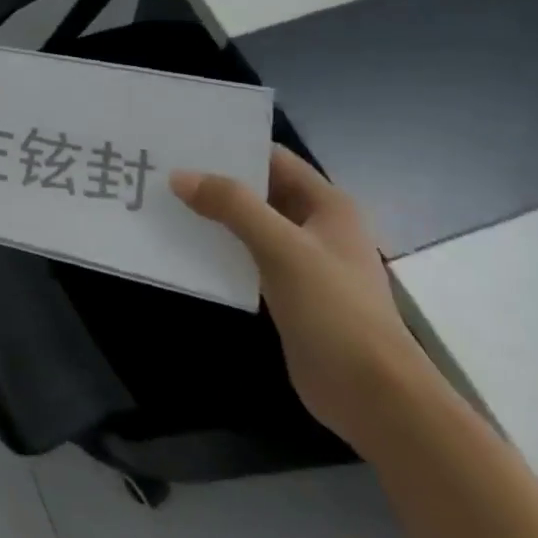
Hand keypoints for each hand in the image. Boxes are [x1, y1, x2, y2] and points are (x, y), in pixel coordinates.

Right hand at [171, 146, 431, 449]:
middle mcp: (315, 225)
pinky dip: (218, 247)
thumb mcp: (282, 248)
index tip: (183, 140)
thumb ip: (232, 205)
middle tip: (163, 167)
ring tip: (164, 201)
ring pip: (249, 224)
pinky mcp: (288, 292)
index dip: (232, 146)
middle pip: (258, 189)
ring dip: (213, 214)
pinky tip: (183, 245)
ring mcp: (302, 261)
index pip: (273, 158)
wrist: (374, 397)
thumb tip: (179, 176)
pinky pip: (246, 256)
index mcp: (327, 205)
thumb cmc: (335, 311)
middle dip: (214, 179)